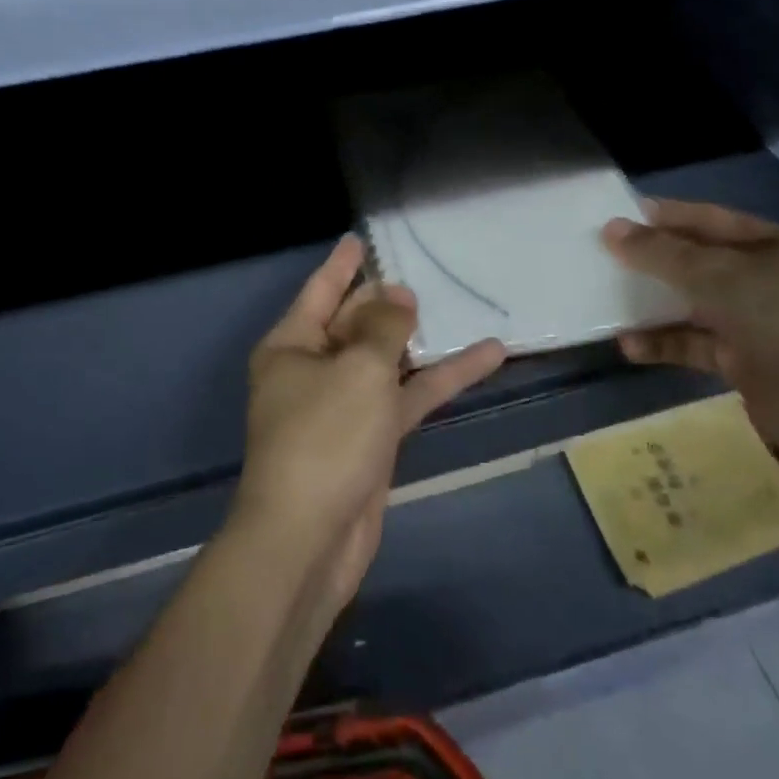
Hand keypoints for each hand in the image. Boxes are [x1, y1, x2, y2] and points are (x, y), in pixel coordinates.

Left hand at [232, 235, 505, 609]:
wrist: (309, 539)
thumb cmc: (325, 437)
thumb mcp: (358, 369)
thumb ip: (382, 328)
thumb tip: (398, 296)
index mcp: (292, 346)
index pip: (319, 291)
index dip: (342, 264)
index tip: (360, 239)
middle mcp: (312, 371)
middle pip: (353, 323)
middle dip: (383, 302)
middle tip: (419, 278)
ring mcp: (342, 407)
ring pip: (385, 361)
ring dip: (419, 341)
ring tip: (454, 308)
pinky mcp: (370, 440)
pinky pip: (405, 398)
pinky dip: (440, 380)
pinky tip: (486, 359)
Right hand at [601, 199, 778, 463]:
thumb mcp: (719, 275)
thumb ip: (663, 254)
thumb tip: (611, 229)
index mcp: (773, 245)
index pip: (710, 220)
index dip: (667, 217)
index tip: (619, 215)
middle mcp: (764, 280)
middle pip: (697, 263)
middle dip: (653, 260)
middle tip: (603, 255)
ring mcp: (754, 323)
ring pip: (691, 306)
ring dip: (652, 305)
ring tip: (605, 300)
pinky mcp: (743, 363)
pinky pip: (693, 345)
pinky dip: (663, 345)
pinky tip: (628, 345)